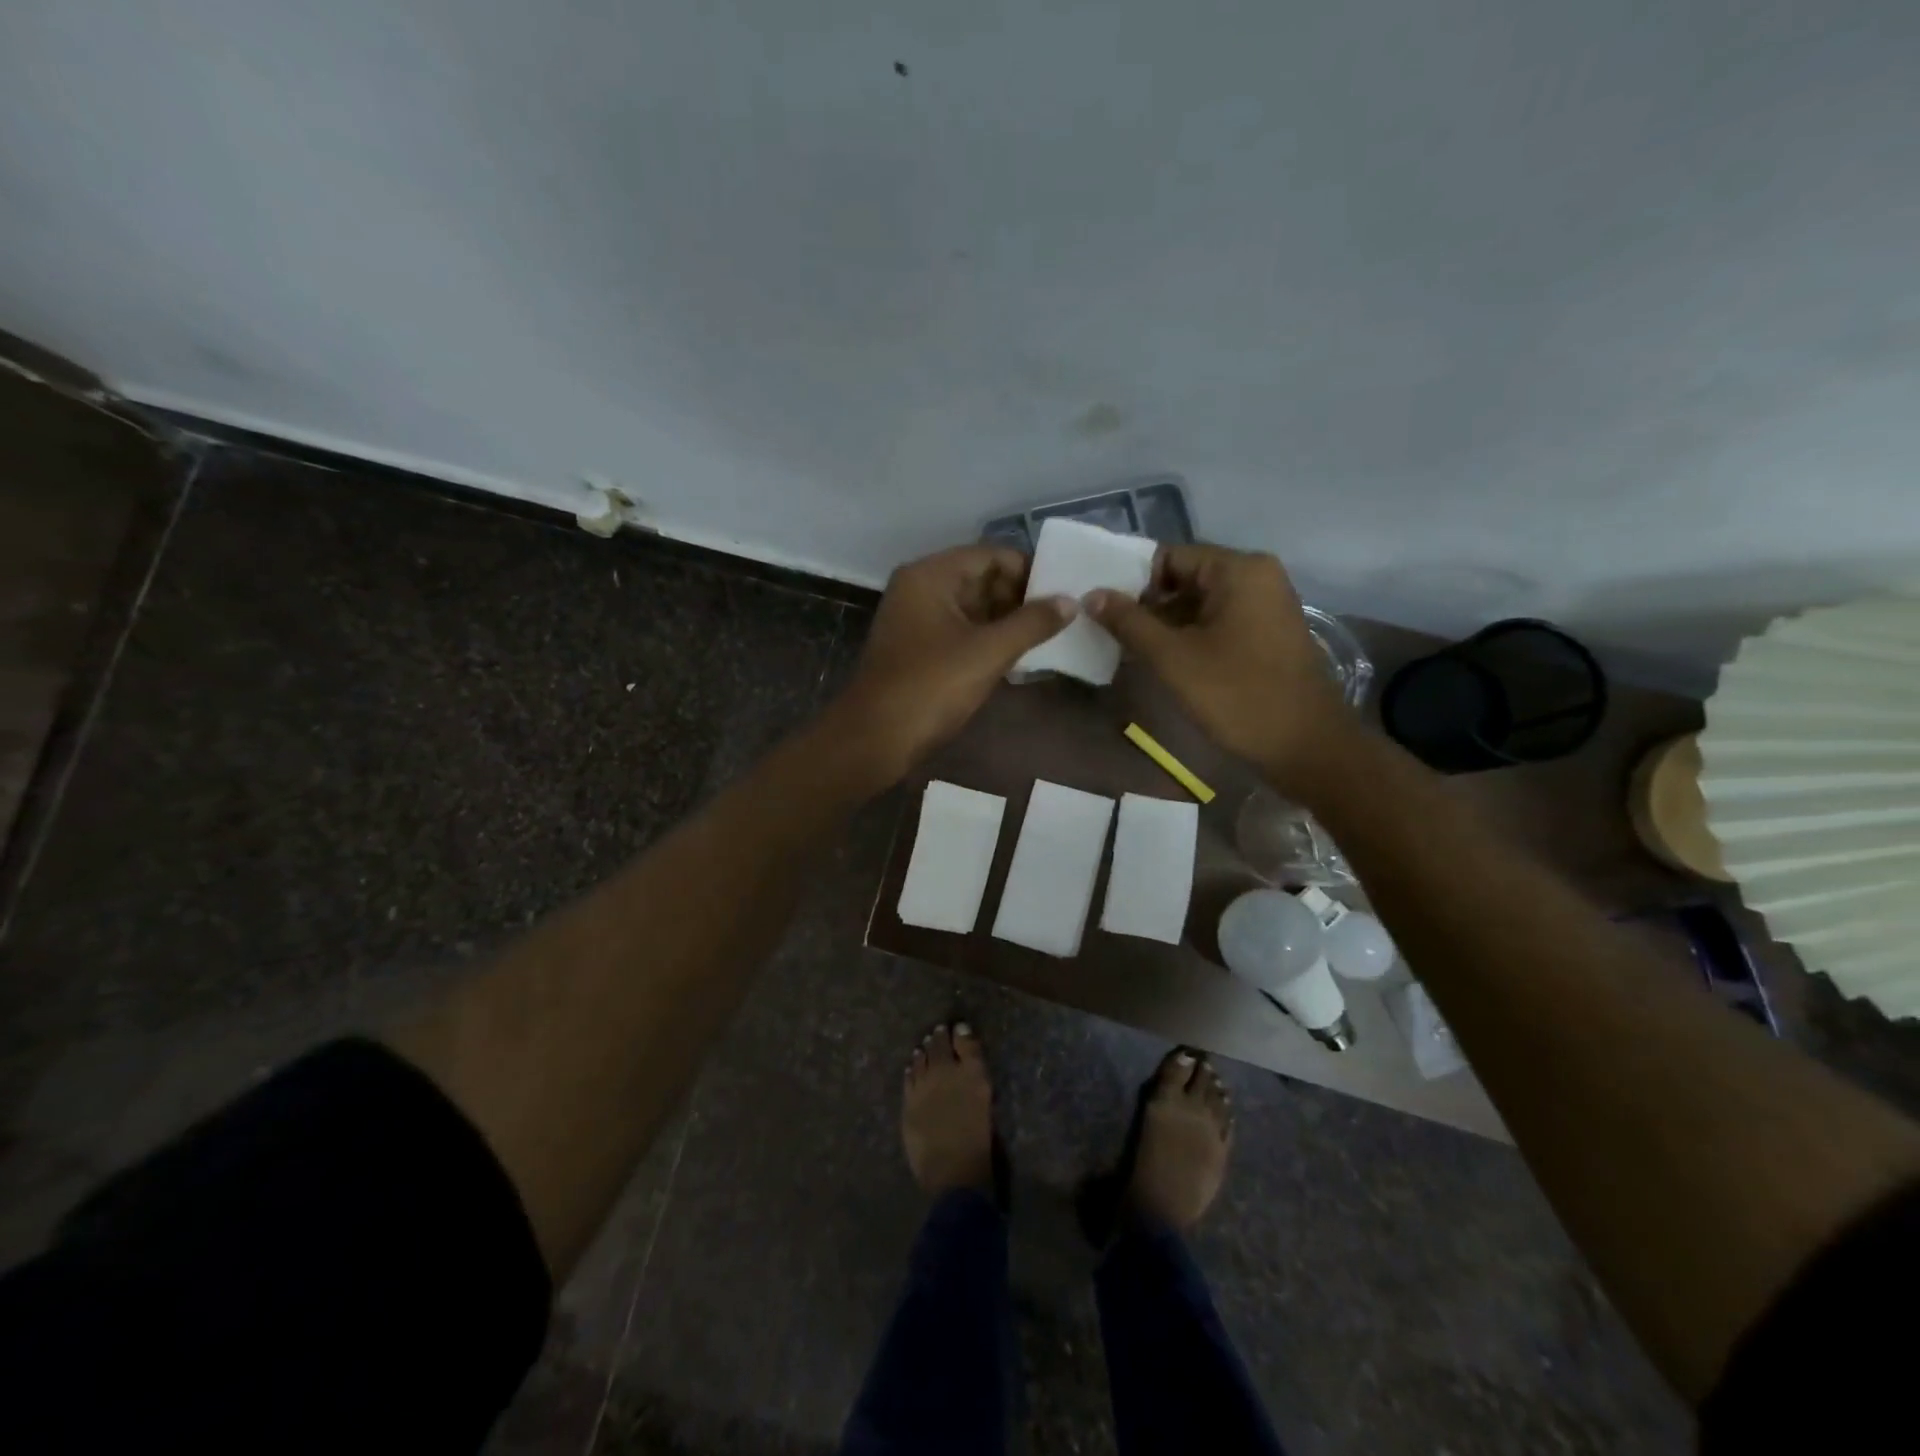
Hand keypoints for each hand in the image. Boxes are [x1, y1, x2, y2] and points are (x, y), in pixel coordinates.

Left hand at [832, 545, 1073, 783]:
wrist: (875, 738)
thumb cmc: (931, 687)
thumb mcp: (988, 652)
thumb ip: (1032, 623)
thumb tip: (1070, 601)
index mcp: (931, 575)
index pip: (991, 556)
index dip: (1029, 571)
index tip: (1064, 594)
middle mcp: (920, 588)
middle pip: (981, 579)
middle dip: (1020, 598)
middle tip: (1061, 619)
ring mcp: (917, 620)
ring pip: (972, 609)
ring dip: (1007, 621)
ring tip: (1049, 637)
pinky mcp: (918, 649)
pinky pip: (961, 632)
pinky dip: (988, 640)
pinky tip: (1019, 657)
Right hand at [1086, 545, 1356, 792]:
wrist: (1306, 746)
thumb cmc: (1237, 695)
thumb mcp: (1173, 658)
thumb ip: (1129, 622)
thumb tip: (1092, 595)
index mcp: (1238, 569)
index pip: (1169, 557)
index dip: (1132, 582)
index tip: (1104, 613)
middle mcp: (1256, 576)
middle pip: (1185, 578)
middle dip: (1147, 606)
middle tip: (1111, 635)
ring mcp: (1267, 605)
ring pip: (1200, 603)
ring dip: (1166, 625)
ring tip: (1131, 652)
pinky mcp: (1268, 633)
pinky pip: (1219, 622)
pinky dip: (1191, 637)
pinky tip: (1165, 663)